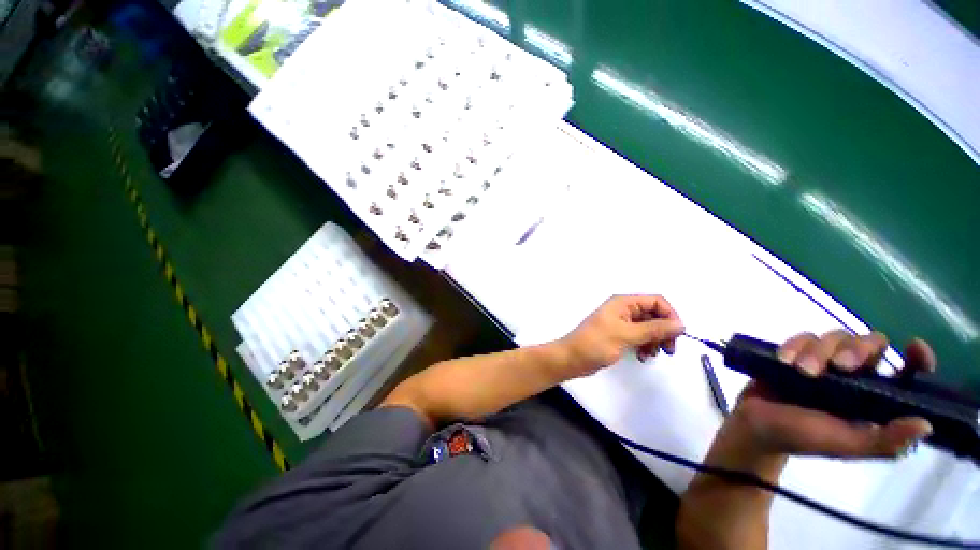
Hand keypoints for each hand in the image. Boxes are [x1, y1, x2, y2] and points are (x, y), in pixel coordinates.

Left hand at [558, 295, 684, 377]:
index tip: (677, 335)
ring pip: (648, 327)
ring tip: (650, 355)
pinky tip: (642, 356)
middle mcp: (623, 310)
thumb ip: (654, 329)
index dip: (670, 315)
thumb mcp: (626, 335)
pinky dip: (644, 345)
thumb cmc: (596, 344)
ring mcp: (621, 323)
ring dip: (654, 340)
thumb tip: (680, 324)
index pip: (656, 301)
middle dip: (663, 331)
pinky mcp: (619, 335)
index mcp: (623, 303)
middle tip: (668, 350)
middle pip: (654, 315)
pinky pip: (639, 337)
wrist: (572, 358)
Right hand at [727, 330, 935, 465]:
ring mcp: (823, 362)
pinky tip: (784, 360)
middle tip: (840, 366)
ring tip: (801, 371)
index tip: (914, 346)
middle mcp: (854, 375)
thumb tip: (926, 424)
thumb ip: (884, 441)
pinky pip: (802, 337)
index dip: (916, 358)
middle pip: (870, 343)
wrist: (756, 426)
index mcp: (873, 397)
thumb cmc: (803, 438)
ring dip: (818, 351)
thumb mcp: (845, 445)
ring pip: (834, 336)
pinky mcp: (796, 353)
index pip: (905, 372)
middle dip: (857, 349)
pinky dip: (794, 345)